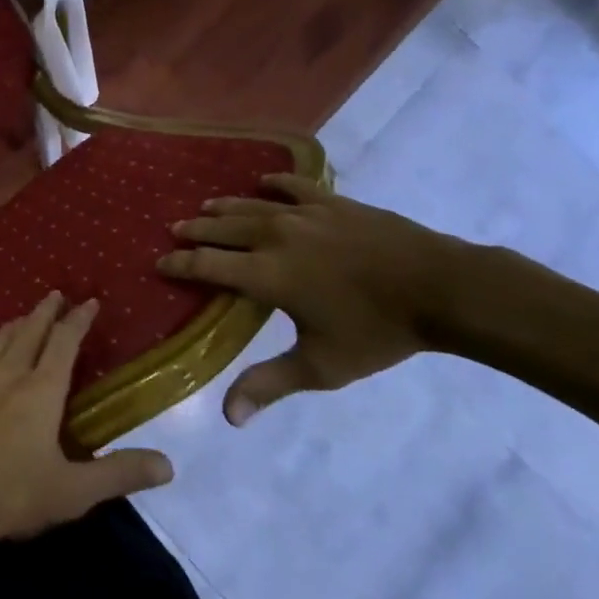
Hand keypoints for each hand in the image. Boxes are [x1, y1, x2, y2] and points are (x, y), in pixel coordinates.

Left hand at [0, 293, 174, 584]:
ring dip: (15, 325)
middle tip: (55, 294)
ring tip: (23, 318)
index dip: (78, 319)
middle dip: (45, 311)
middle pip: (29, 330)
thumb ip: (119, 475)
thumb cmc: (8, 495)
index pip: (64, 341)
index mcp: (40, 389)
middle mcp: (7, 374)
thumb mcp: (72, 492)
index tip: (89, 301)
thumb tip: (168, 465)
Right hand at [158, 173, 477, 424]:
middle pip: (223, 228)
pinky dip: (273, 183)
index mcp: (267, 274)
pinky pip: (293, 186)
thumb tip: (229, 417)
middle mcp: (275, 236)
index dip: (180, 265)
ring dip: (224, 207)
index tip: (159, 263)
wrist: (439, 288)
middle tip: (175, 230)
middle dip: (195, 231)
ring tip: (204, 207)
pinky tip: (263, 182)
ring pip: (251, 206)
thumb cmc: (377, 331)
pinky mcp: (332, 202)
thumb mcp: (322, 366)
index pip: (208, 266)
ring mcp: (304, 214)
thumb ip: (270, 384)